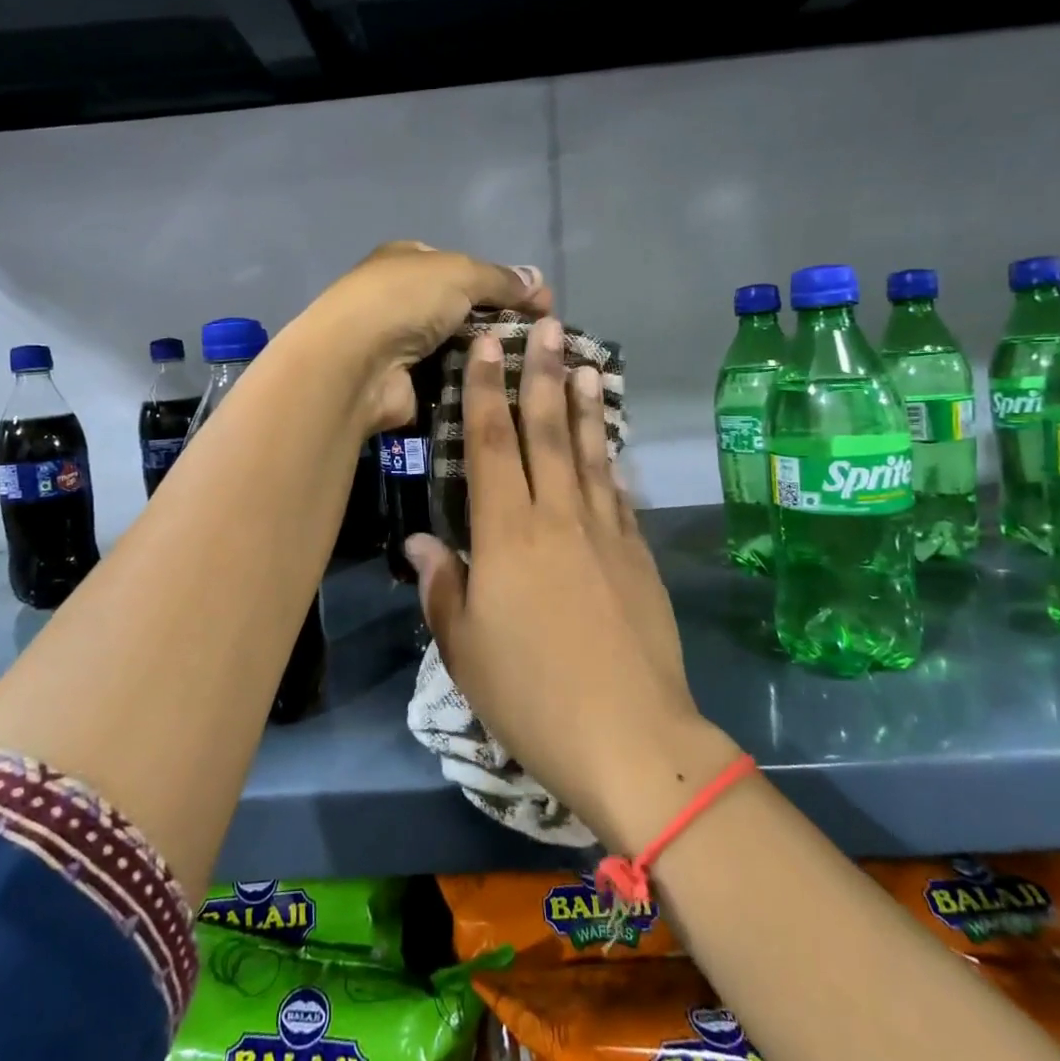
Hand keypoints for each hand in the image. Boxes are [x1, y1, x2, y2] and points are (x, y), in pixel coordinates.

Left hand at [286, 241, 551, 432]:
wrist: (356, 364)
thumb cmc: (405, 301)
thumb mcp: (460, 273)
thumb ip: (500, 279)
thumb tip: (539, 282)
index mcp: (407, 261)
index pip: (463, 268)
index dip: (502, 283)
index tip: (541, 304)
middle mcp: (403, 300)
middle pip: (464, 309)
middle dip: (500, 321)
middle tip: (544, 338)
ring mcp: (403, 345)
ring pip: (460, 347)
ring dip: (490, 355)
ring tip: (536, 366)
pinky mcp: (407, 384)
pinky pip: (451, 380)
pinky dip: (474, 383)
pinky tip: (508, 389)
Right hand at [405, 316, 739, 851]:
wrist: (631, 736)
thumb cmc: (531, 695)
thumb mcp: (465, 648)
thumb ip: (444, 585)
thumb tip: (422, 539)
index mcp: (508, 534)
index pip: (492, 444)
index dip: (485, 390)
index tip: (487, 344)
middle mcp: (558, 517)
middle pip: (547, 430)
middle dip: (540, 374)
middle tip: (544, 324)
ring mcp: (606, 532)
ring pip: (590, 452)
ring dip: (584, 403)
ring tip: (582, 361)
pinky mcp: (638, 554)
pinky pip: (618, 493)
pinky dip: (611, 460)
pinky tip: (610, 443)